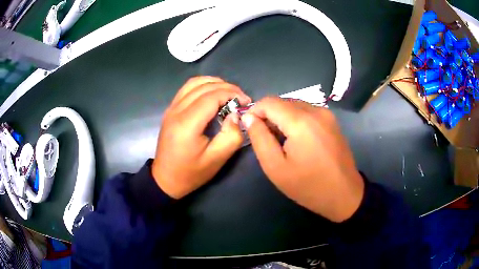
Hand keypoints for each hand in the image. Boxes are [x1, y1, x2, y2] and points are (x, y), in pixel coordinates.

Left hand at [152, 77, 250, 198]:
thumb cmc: (191, 173)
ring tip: (229, 92)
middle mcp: (176, 111)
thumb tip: (236, 114)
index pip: (211, 97)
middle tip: (241, 97)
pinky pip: (186, 89)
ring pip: (193, 83)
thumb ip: (231, 136)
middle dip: (226, 87)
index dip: (231, 94)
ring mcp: (171, 108)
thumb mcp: (217, 160)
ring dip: (213, 82)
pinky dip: (202, 85)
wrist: (165, 179)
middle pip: (203, 86)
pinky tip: (212, 93)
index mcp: (187, 124)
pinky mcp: (170, 110)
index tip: (246, 101)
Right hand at [241, 97, 363, 221]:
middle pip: (282, 102)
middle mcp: (315, 110)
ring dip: (282, 118)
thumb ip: (260, 138)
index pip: (269, 102)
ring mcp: (326, 114)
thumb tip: (249, 117)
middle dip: (269, 115)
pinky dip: (296, 120)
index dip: (255, 111)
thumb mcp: (276, 167)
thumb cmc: (308, 186)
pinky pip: (307, 111)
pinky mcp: (332, 120)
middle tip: (266, 139)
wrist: (344, 194)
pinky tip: (297, 139)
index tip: (251, 128)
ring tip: (281, 141)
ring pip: (295, 105)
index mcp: (301, 121)